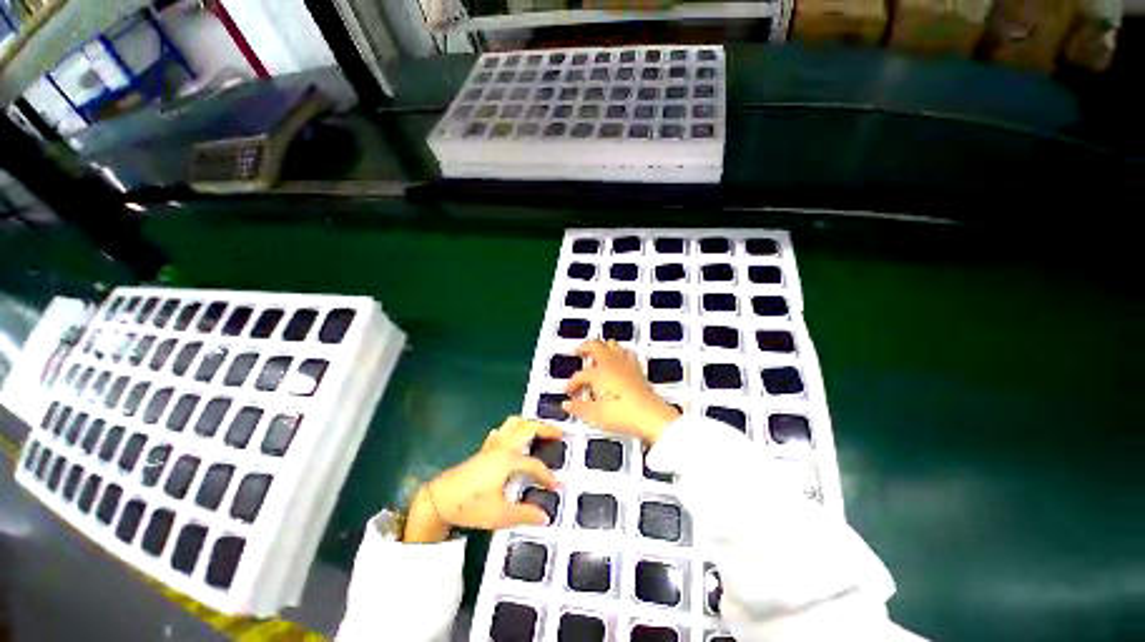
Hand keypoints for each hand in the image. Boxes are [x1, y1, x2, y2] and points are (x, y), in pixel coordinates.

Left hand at [404, 417, 561, 542]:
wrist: (438, 500)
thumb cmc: (469, 506)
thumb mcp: (499, 514)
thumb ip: (524, 514)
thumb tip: (546, 517)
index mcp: (508, 460)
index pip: (534, 464)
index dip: (547, 476)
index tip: (557, 487)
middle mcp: (502, 447)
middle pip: (528, 427)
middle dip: (546, 428)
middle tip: (560, 433)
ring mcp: (492, 446)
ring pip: (514, 423)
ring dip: (529, 423)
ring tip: (541, 430)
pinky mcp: (483, 450)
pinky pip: (502, 431)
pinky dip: (512, 429)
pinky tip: (514, 438)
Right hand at [562, 339, 680, 444]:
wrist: (651, 417)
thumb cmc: (624, 414)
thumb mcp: (595, 415)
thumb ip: (579, 408)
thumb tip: (568, 405)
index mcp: (599, 373)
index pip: (581, 374)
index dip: (573, 382)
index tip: (570, 391)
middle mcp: (612, 364)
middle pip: (596, 345)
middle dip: (585, 347)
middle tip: (579, 350)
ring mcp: (627, 364)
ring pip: (612, 345)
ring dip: (603, 347)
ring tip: (597, 353)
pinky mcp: (638, 370)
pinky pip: (627, 353)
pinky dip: (619, 353)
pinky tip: (620, 359)